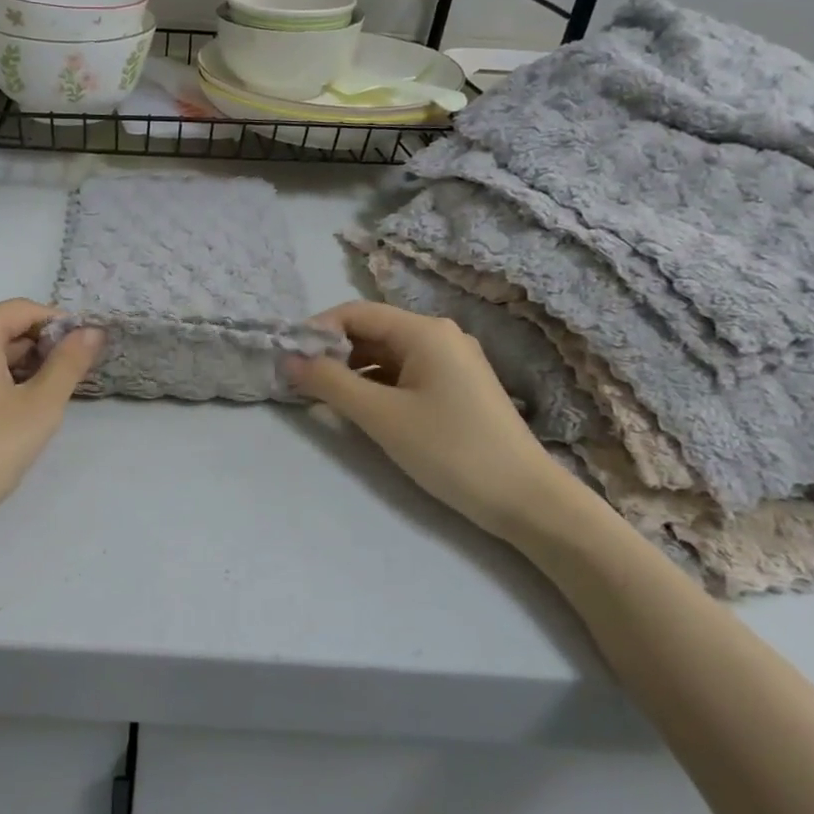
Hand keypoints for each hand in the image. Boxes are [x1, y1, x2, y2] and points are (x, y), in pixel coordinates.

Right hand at [286, 301, 577, 541]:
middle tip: (300, 383)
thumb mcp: (381, 416)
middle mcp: (440, 336)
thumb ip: (330, 383)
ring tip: (325, 399)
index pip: (355, 313)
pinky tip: (363, 410)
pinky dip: (378, 386)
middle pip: (372, 332)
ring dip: (353, 372)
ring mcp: (453, 362)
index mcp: (424, 331)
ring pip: (388, 355)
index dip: (317, 331)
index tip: (288, 360)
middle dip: (334, 353)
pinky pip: (406, 374)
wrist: (526, 499)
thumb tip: (288, 360)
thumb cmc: (450, 449)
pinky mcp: (459, 388)